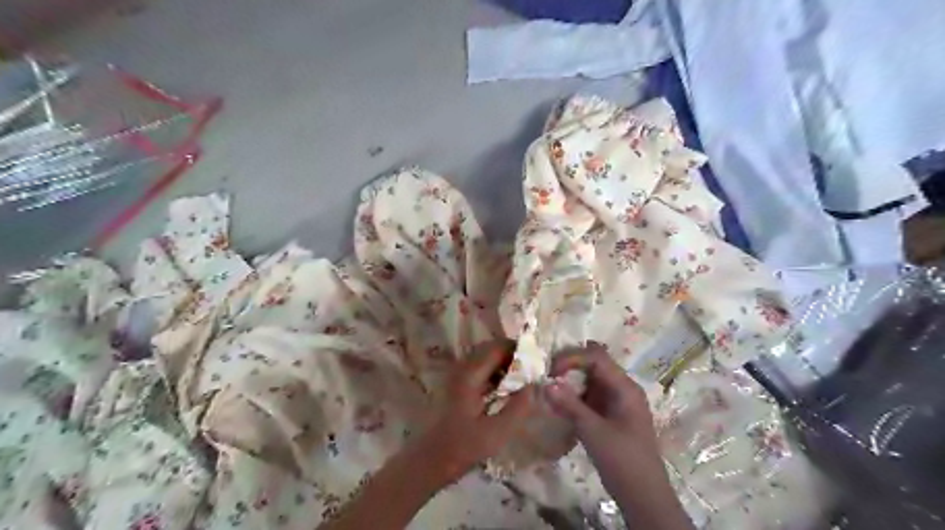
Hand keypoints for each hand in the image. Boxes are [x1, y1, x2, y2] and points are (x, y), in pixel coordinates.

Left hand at [411, 339, 533, 488]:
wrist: (429, 460)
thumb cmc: (462, 447)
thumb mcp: (497, 432)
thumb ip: (518, 407)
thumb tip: (533, 385)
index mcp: (470, 374)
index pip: (497, 348)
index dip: (518, 350)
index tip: (536, 363)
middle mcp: (462, 367)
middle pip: (491, 349)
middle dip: (512, 356)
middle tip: (530, 372)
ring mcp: (457, 375)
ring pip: (485, 357)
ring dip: (504, 364)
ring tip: (521, 381)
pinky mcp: (456, 384)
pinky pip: (479, 368)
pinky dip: (494, 372)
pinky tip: (504, 390)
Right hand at [539, 344, 690, 528]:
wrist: (645, 498)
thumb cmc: (623, 461)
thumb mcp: (593, 432)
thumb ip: (569, 405)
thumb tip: (546, 384)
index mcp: (624, 387)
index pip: (596, 358)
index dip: (572, 358)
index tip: (551, 373)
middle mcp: (622, 388)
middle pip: (594, 364)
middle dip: (570, 366)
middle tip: (547, 377)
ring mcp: (618, 402)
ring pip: (591, 380)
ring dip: (571, 382)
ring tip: (550, 391)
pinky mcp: (612, 415)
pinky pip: (591, 396)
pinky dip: (575, 397)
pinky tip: (560, 406)